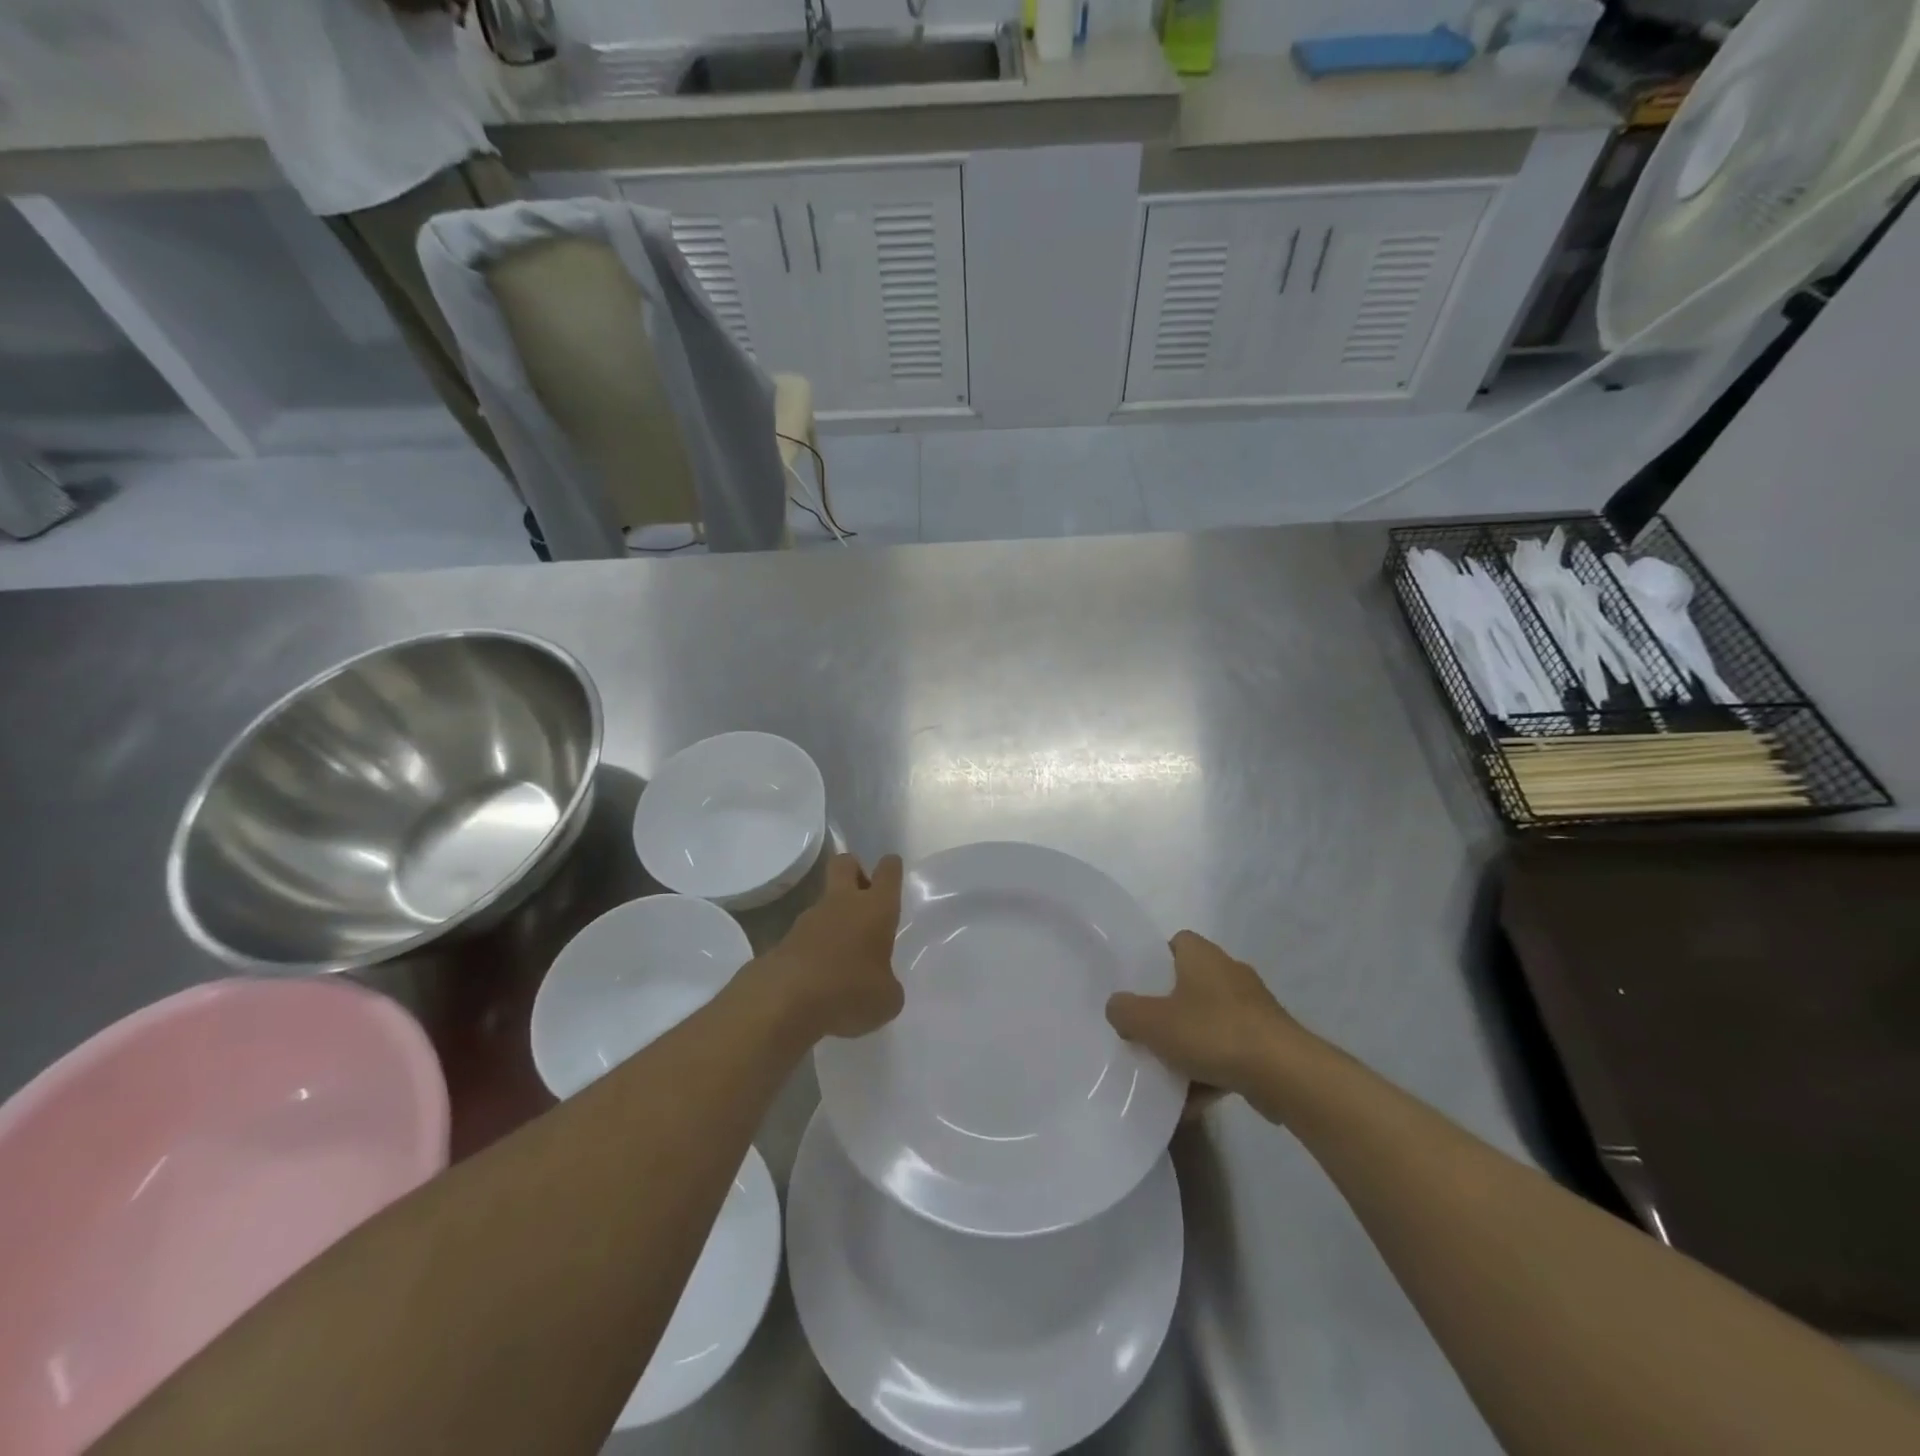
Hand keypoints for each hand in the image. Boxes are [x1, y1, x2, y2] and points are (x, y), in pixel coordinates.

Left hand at [758, 854, 904, 1041]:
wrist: (785, 1000)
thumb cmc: (849, 990)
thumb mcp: (886, 999)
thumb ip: (888, 986)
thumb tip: (881, 986)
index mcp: (876, 908)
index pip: (888, 872)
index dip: (891, 867)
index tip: (892, 867)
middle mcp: (843, 903)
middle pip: (845, 864)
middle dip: (855, 869)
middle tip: (864, 893)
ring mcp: (810, 918)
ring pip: (825, 900)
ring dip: (834, 916)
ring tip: (844, 952)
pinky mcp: (785, 939)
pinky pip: (807, 934)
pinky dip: (815, 946)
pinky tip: (821, 974)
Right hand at [1107, 931, 1310, 1105]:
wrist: (1285, 1074)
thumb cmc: (1213, 1033)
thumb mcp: (1152, 1022)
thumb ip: (1125, 1011)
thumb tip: (1117, 1007)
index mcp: (1202, 956)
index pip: (1175, 943)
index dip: (1154, 962)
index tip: (1138, 988)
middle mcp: (1230, 974)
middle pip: (1189, 985)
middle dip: (1168, 1010)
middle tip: (1144, 1031)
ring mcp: (1253, 1009)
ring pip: (1209, 1022)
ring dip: (1189, 1046)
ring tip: (1164, 1073)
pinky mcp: (1268, 1043)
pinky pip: (1229, 1053)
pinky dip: (1211, 1072)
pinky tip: (1190, 1102)